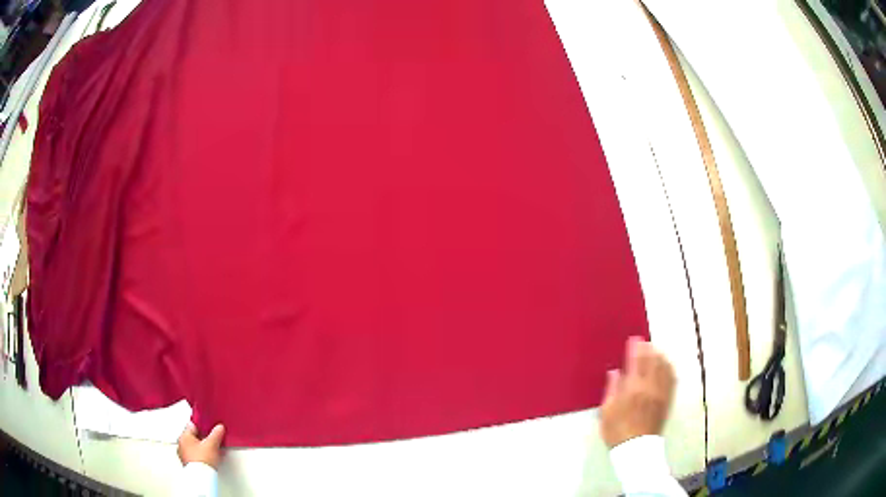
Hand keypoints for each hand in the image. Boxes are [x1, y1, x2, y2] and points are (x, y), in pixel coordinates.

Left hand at [177, 422, 225, 468]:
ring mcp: (184, 456)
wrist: (201, 477)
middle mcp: (181, 444)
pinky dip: (203, 457)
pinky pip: (196, 457)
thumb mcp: (212, 444)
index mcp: (184, 436)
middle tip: (211, 440)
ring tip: (213, 451)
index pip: (192, 425)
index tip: (209, 427)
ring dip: (203, 448)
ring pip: (195, 448)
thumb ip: (216, 434)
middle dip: (203, 438)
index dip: (202, 426)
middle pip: (194, 437)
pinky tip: (210, 460)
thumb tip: (219, 428)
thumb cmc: (202, 460)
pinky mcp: (189, 465)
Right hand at [599, 337, 675, 447]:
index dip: (635, 349)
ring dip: (660, 357)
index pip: (636, 362)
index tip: (634, 340)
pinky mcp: (667, 401)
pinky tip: (668, 366)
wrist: (636, 449)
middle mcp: (649, 387)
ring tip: (656, 350)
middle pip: (652, 362)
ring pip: (664, 369)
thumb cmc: (617, 431)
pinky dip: (670, 369)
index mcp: (633, 389)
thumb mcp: (607, 412)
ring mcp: (661, 393)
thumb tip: (615, 372)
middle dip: (649, 350)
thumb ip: (612, 389)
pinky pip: (671, 380)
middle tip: (646, 342)